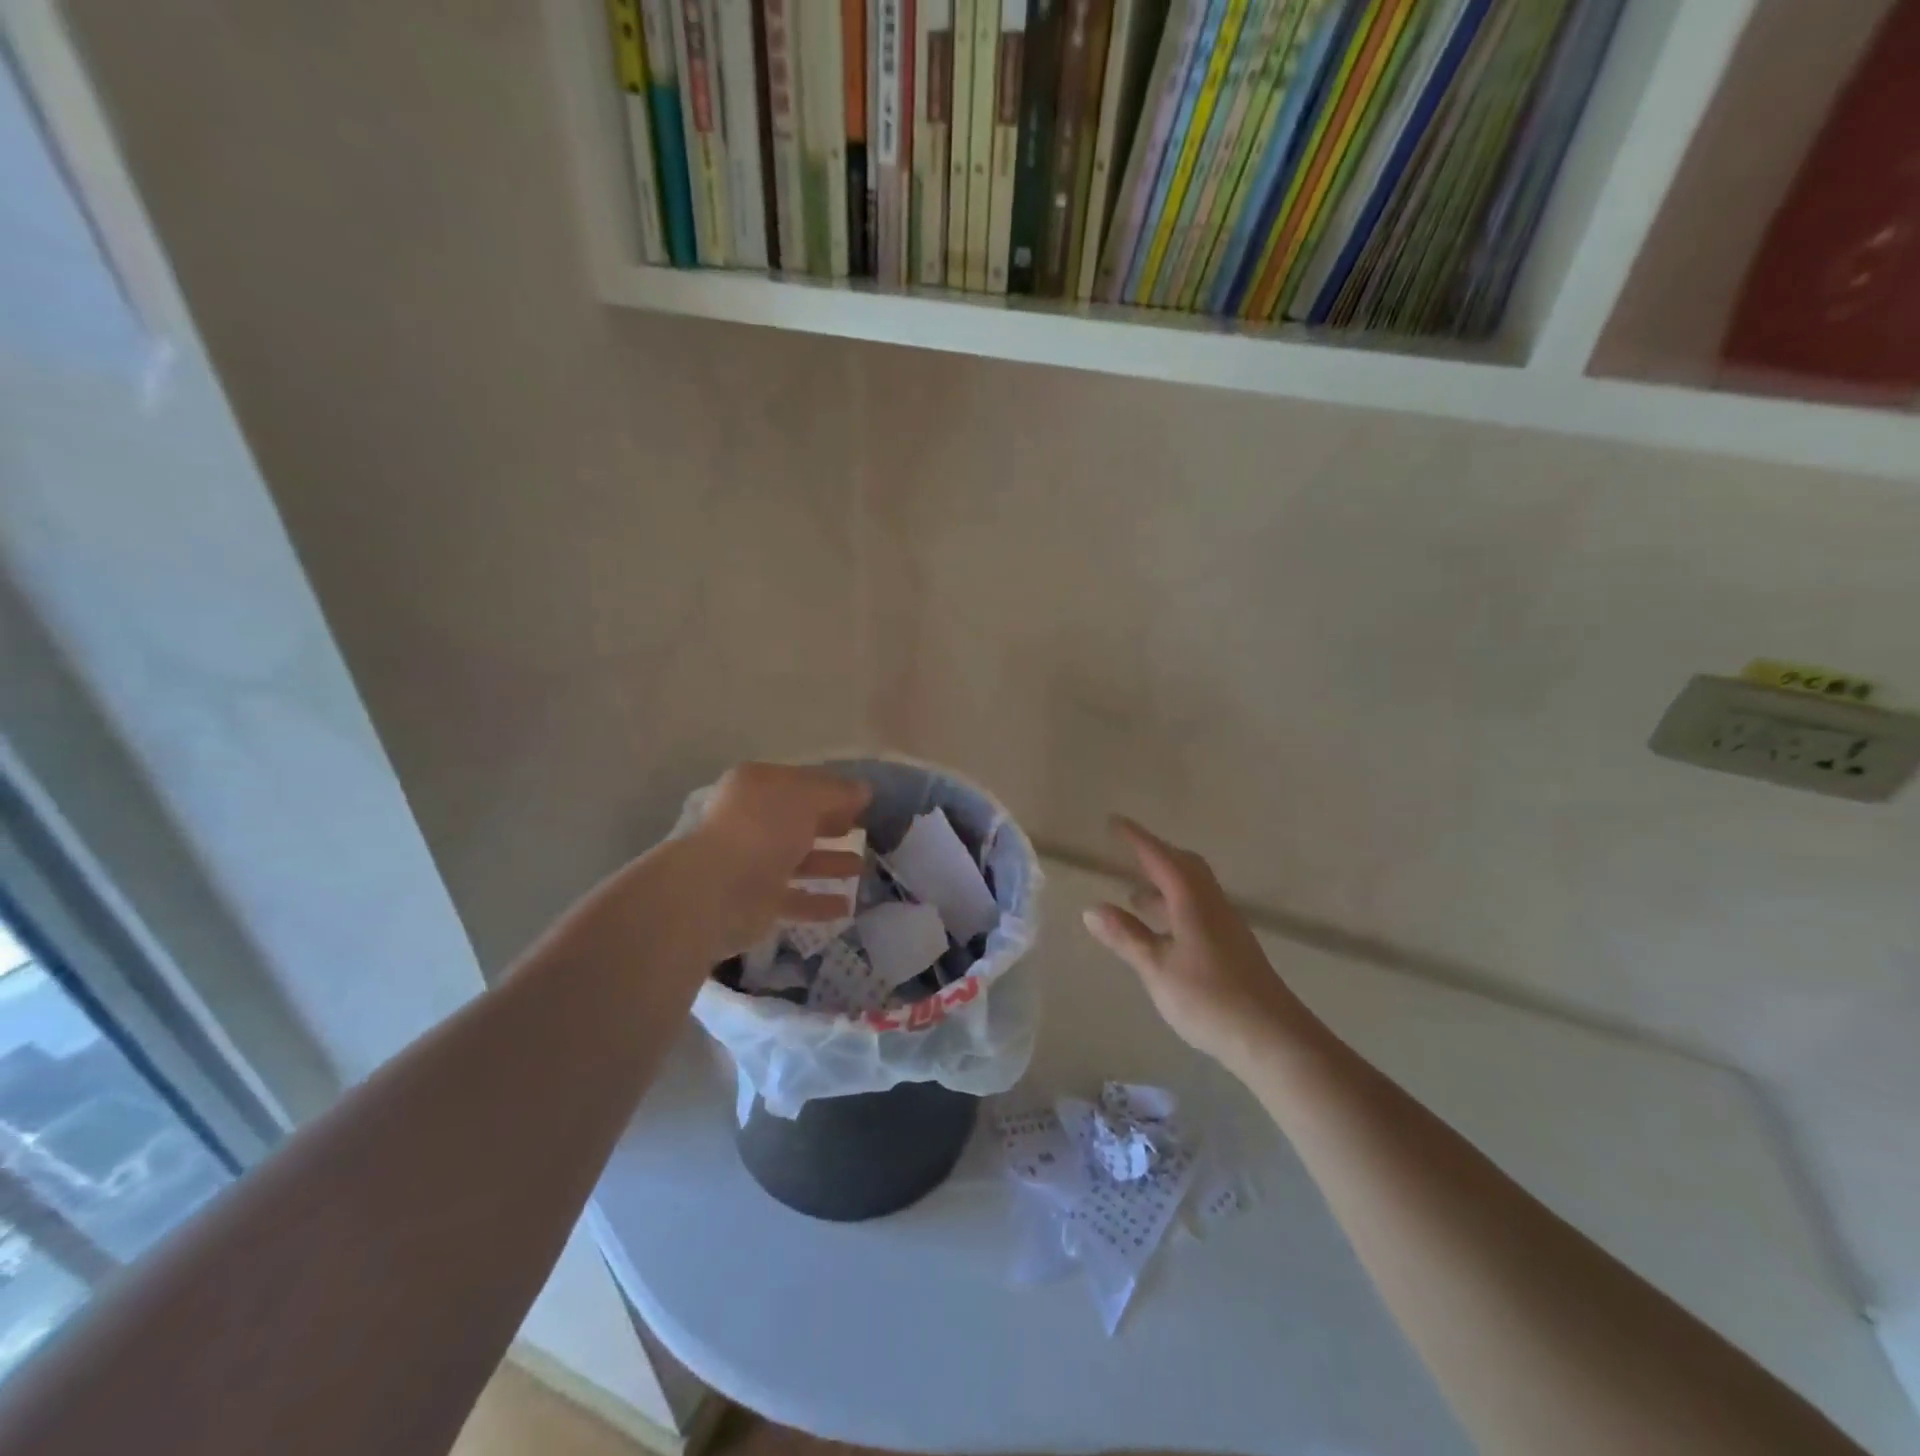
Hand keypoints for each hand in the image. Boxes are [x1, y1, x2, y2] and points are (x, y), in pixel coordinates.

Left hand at [683, 763, 870, 958]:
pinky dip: (818, 901)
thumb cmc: (764, 829)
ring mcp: (752, 862)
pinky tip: (846, 906)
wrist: (719, 889)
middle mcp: (751, 821)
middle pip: (799, 821)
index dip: (832, 790)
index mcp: (757, 787)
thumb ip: (839, 792)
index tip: (863, 802)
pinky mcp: (756, 901)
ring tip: (861, 868)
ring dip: (829, 863)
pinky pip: (794, 898)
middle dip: (831, 825)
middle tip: (863, 831)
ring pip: (798, 860)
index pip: (800, 783)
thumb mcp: (808, 797)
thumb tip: (864, 790)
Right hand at [1083, 817, 1317, 1075]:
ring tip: (1135, 896)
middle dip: (1156, 856)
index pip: (1161, 858)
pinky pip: (1199, 909)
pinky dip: (1175, 907)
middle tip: (1127, 854)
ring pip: (1193, 889)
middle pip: (1185, 866)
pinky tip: (1163, 932)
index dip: (1137, 839)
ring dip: (1165, 884)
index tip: (1114, 822)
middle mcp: (1212, 905)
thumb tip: (1091, 908)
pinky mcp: (1233, 947)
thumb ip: (1126, 937)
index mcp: (1192, 902)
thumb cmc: (1209, 999)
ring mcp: (1226, 926)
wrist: (1272, 1038)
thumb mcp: (1157, 968)